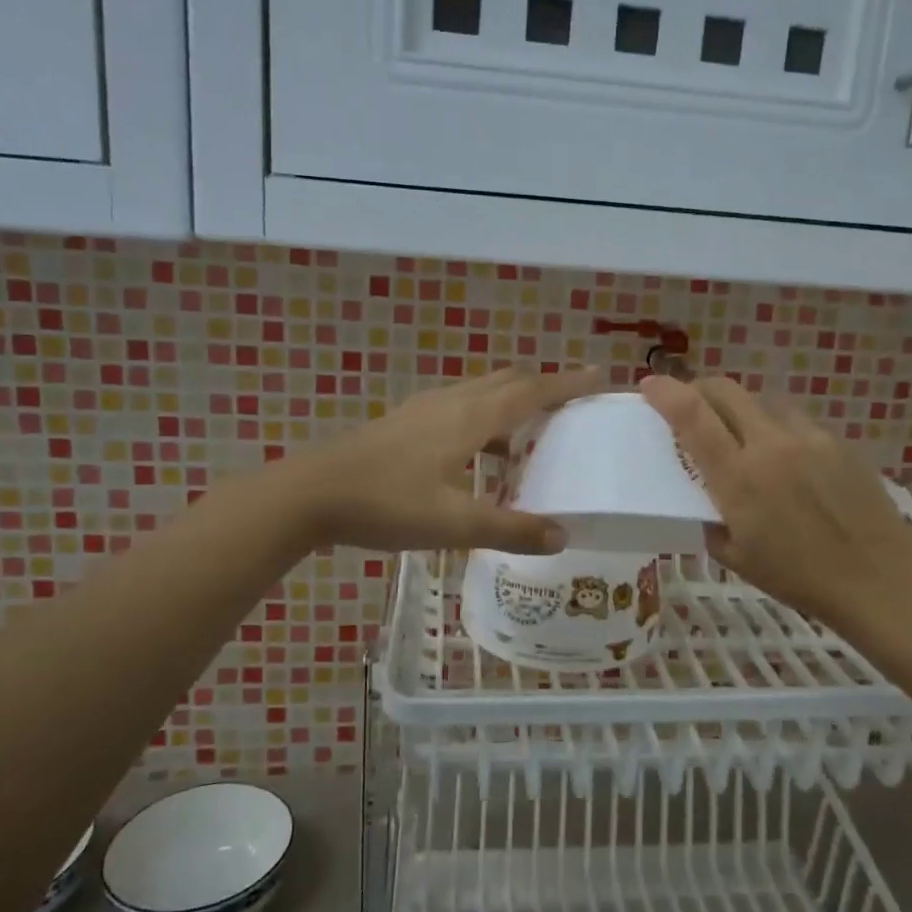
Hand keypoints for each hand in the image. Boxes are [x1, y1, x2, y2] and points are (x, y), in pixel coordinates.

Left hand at [288, 368, 604, 553]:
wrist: (310, 494)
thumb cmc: (386, 503)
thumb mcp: (453, 524)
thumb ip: (509, 530)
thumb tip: (561, 536)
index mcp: (470, 417)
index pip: (532, 391)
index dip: (569, 383)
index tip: (601, 376)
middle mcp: (451, 402)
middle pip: (508, 382)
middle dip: (544, 388)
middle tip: (572, 407)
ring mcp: (423, 409)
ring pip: (481, 393)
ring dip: (511, 405)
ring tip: (531, 436)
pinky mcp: (403, 423)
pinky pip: (458, 409)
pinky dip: (484, 420)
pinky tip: (477, 454)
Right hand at [640, 375, 911, 636]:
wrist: (879, 578)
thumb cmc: (799, 578)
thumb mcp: (736, 558)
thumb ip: (710, 521)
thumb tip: (703, 501)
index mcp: (738, 477)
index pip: (692, 415)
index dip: (665, 392)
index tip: (648, 385)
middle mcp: (770, 445)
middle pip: (726, 390)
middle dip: (700, 389)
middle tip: (690, 405)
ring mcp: (809, 437)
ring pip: (762, 400)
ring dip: (740, 408)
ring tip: (740, 434)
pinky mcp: (838, 441)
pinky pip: (795, 420)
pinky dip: (776, 427)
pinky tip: (785, 457)